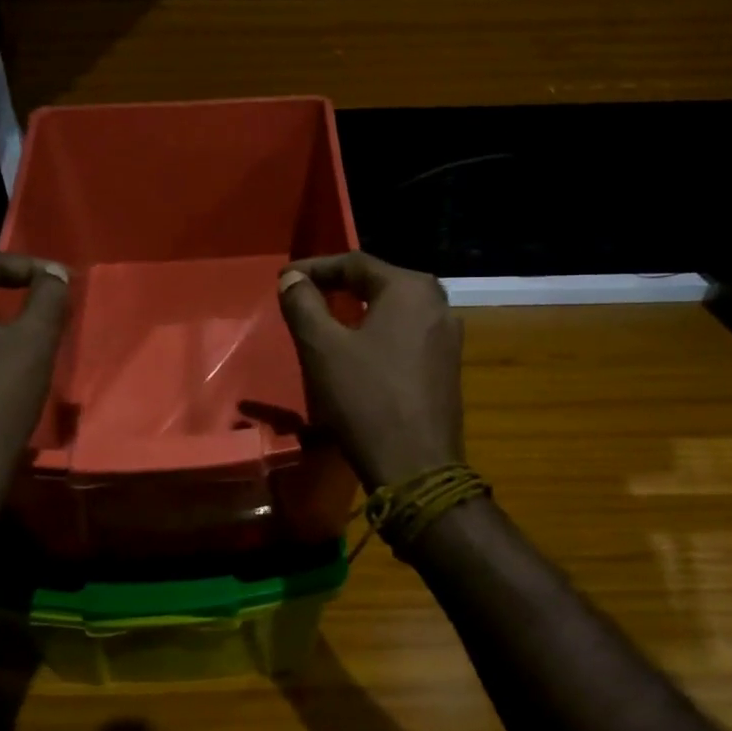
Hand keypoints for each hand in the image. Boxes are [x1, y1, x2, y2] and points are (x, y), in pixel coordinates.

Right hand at [277, 252, 463, 489]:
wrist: (416, 467)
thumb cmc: (365, 399)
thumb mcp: (322, 348)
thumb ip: (304, 305)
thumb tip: (293, 279)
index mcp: (411, 288)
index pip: (355, 263)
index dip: (315, 268)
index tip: (283, 280)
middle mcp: (438, 303)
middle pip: (378, 283)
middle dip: (338, 287)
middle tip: (304, 297)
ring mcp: (448, 337)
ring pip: (393, 311)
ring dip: (358, 312)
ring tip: (326, 323)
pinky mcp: (447, 367)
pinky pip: (406, 335)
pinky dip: (377, 335)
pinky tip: (359, 352)